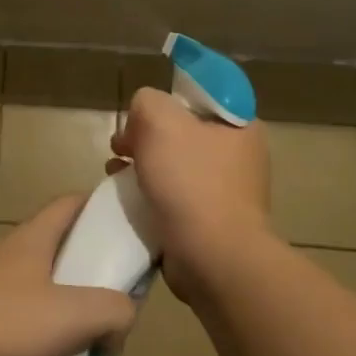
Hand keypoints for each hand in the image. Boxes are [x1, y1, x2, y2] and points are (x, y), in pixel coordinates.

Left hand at [0, 197, 136, 355]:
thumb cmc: (7, 321)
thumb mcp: (75, 315)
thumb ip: (113, 310)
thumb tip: (122, 315)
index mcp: (34, 237)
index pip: (71, 203)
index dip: (99, 206)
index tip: (125, 224)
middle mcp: (11, 251)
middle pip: (59, 246)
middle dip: (90, 270)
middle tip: (114, 298)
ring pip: (41, 283)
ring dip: (66, 305)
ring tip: (87, 339)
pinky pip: (20, 312)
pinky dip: (41, 329)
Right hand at [111, 88, 271, 297]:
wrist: (212, 257)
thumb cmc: (191, 181)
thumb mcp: (160, 120)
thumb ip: (147, 102)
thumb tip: (141, 120)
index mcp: (241, 127)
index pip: (199, 99)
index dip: (165, 102)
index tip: (141, 117)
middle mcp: (239, 157)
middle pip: (182, 133)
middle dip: (146, 137)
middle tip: (121, 146)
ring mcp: (226, 193)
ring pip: (175, 167)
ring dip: (142, 166)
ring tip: (114, 172)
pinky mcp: (210, 223)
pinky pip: (174, 199)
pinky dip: (149, 196)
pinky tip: (126, 200)